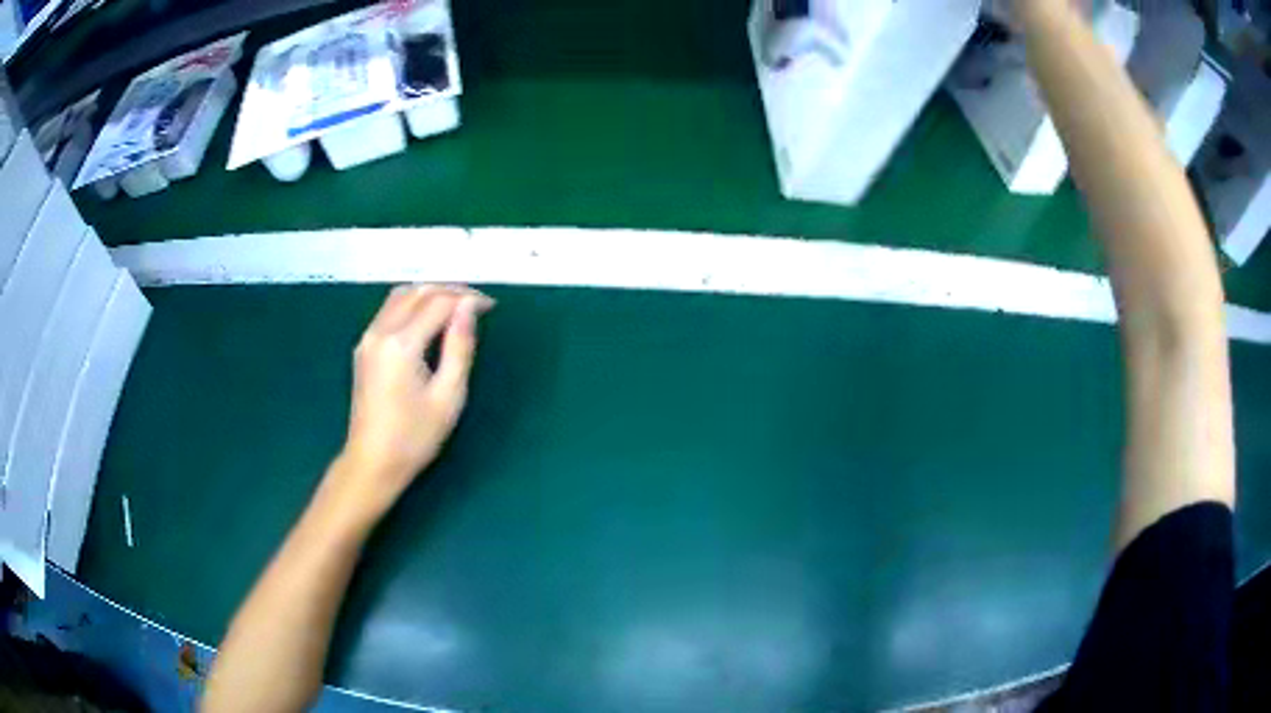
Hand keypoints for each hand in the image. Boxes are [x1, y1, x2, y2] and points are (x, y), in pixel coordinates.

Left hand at [329, 285, 492, 523]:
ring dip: (430, 293)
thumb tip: (469, 308)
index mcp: (401, 344)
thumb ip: (460, 346)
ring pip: (400, 295)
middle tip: (477, 304)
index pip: (439, 303)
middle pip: (418, 291)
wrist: (372, 462)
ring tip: (456, 306)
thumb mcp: (448, 396)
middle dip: (450, 291)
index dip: (467, 299)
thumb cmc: (414, 437)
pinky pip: (389, 309)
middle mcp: (380, 331)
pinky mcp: (364, 347)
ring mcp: (368, 338)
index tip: (491, 306)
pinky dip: (412, 303)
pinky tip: (429, 318)